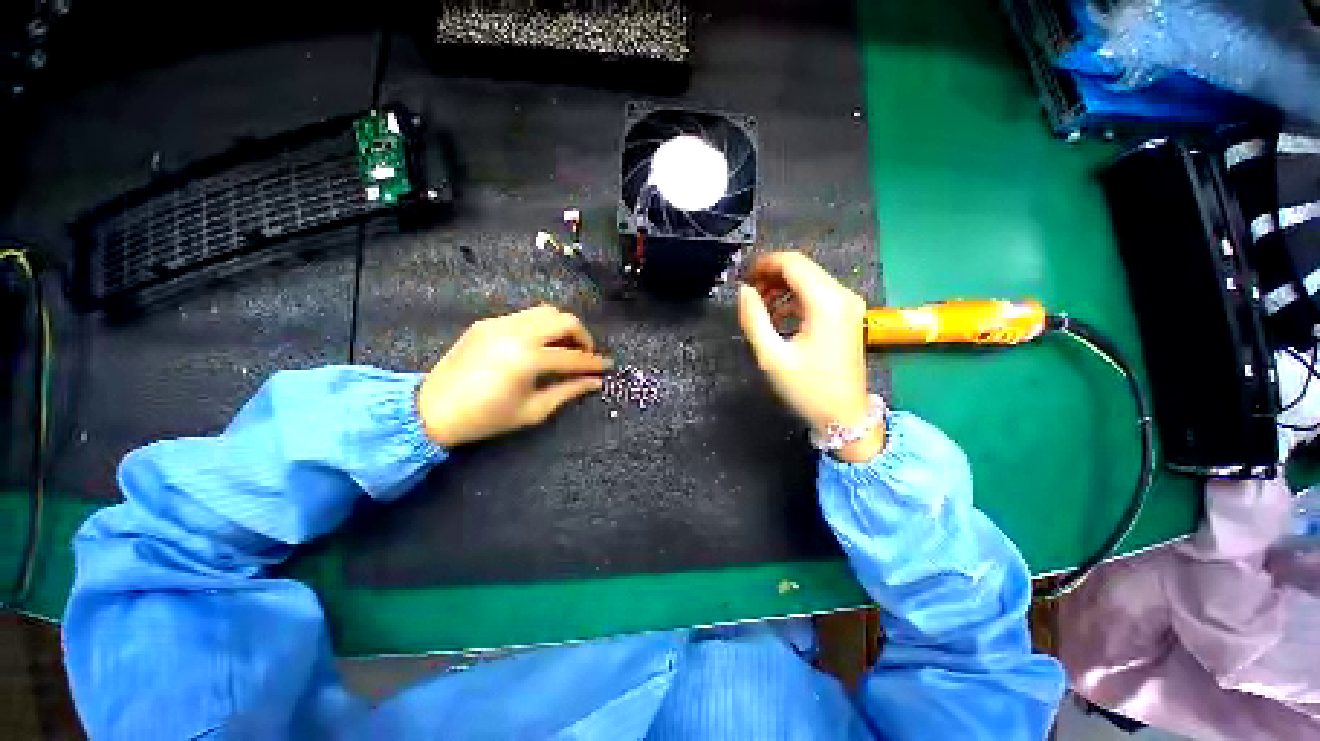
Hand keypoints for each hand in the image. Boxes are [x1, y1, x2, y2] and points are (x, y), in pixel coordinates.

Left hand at [417, 306, 609, 447]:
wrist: (432, 410)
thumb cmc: (486, 417)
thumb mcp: (533, 410)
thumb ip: (568, 391)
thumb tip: (595, 382)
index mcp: (527, 359)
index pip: (572, 356)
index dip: (594, 363)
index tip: (607, 366)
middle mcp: (516, 333)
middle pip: (564, 320)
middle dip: (583, 336)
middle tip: (586, 354)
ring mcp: (500, 323)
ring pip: (546, 311)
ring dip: (562, 327)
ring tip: (565, 347)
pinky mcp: (487, 322)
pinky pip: (525, 316)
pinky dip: (541, 326)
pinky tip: (540, 344)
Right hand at [738, 251, 883, 462]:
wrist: (845, 416)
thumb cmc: (808, 389)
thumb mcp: (772, 356)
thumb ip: (753, 319)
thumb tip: (743, 291)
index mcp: (825, 303)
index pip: (793, 263)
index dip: (764, 264)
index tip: (743, 277)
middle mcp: (842, 296)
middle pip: (803, 268)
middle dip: (771, 275)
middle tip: (748, 294)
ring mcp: (849, 305)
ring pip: (810, 279)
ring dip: (782, 287)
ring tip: (760, 307)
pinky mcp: (848, 315)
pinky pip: (818, 294)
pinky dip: (795, 298)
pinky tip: (779, 317)